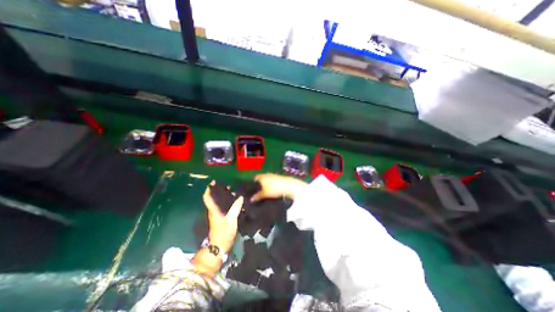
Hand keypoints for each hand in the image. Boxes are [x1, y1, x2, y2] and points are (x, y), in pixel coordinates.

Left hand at [200, 182, 241, 254]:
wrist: (220, 246)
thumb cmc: (223, 232)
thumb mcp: (231, 219)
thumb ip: (236, 207)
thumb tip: (240, 197)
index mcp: (213, 210)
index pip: (207, 197)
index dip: (208, 189)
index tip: (213, 182)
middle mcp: (214, 211)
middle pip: (214, 198)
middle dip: (219, 190)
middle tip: (228, 185)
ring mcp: (218, 215)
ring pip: (219, 202)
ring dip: (224, 196)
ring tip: (233, 191)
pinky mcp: (222, 219)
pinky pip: (224, 207)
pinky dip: (228, 202)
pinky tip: (236, 201)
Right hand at [253, 173, 307, 201]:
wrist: (288, 185)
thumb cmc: (274, 189)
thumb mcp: (265, 194)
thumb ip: (257, 196)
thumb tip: (251, 199)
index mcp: (262, 177)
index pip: (255, 178)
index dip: (253, 182)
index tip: (252, 188)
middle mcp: (267, 174)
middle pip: (261, 178)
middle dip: (260, 183)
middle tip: (258, 190)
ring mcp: (273, 175)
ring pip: (267, 179)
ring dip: (266, 184)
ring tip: (265, 191)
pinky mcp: (279, 177)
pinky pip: (273, 180)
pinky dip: (271, 184)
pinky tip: (272, 189)